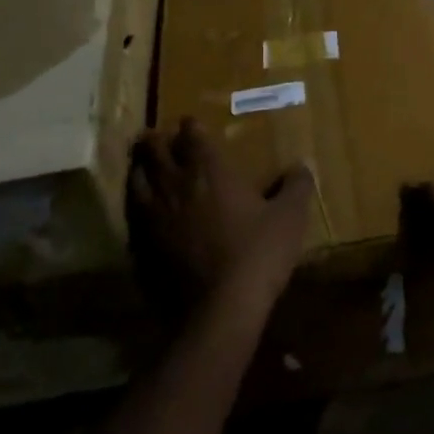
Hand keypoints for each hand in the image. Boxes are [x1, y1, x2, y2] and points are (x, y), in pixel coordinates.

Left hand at [129, 119, 314, 317]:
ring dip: (139, 167)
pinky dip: (133, 203)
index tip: (190, 123)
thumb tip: (303, 165)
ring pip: (136, 179)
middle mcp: (175, 185)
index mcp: (208, 170)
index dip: (190, 126)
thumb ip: (297, 186)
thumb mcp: (289, 218)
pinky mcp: (142, 245)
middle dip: (155, 139)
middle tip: (157, 136)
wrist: (219, 310)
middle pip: (154, 150)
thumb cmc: (257, 254)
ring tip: (142, 164)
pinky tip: (139, 209)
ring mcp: (153, 215)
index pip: (191, 135)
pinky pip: (130, 214)